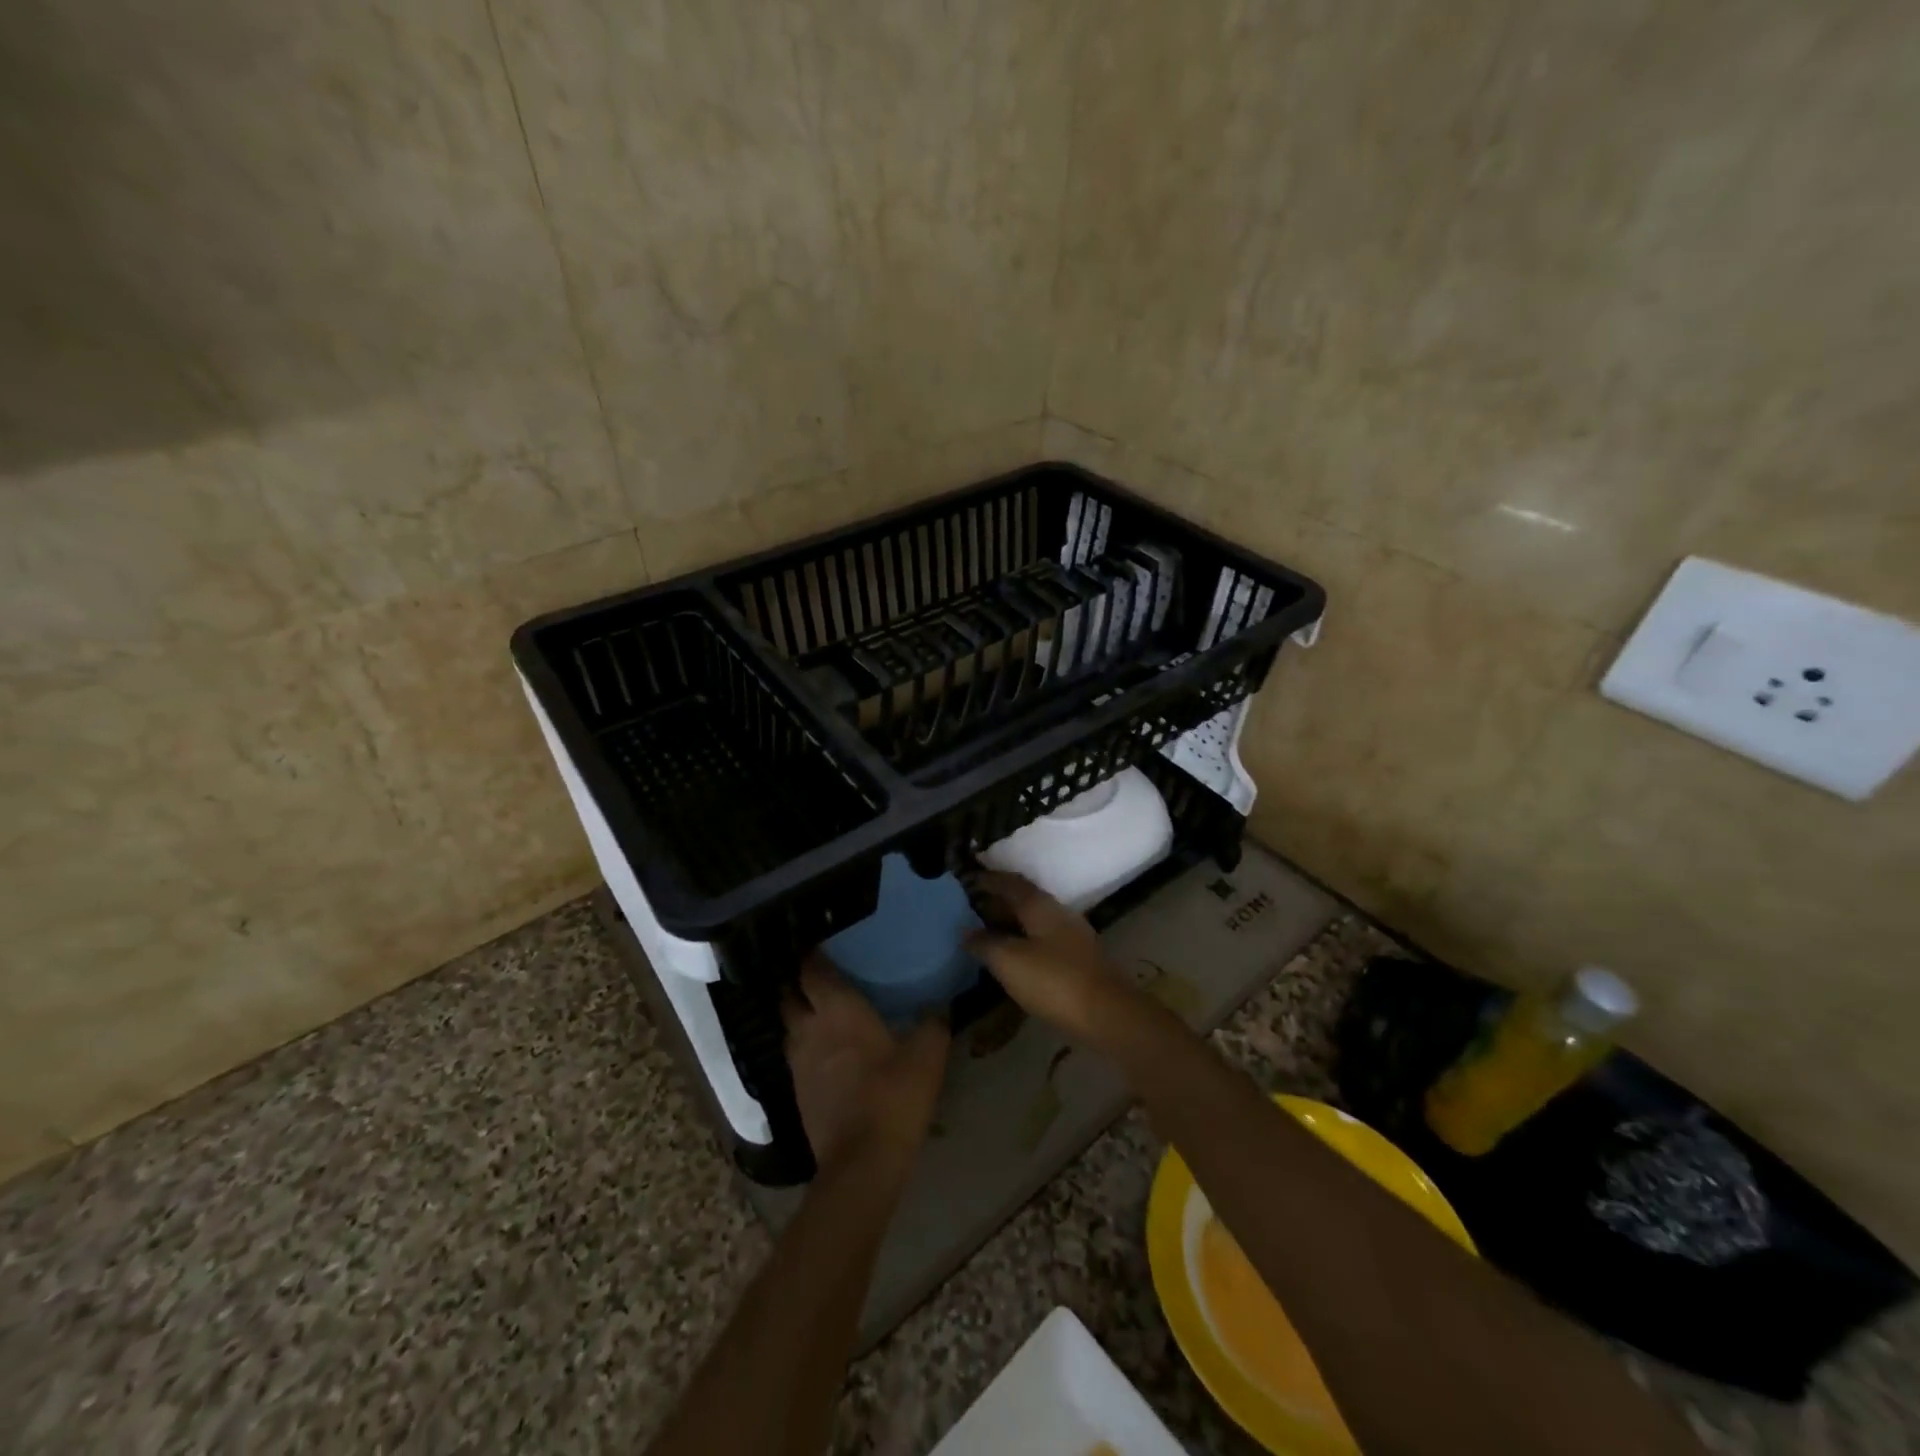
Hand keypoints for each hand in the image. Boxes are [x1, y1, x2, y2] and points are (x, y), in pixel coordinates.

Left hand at [783, 954, 949, 1175]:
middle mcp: (810, 1028)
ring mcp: (798, 1062)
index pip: (812, 970)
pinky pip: (795, 1056)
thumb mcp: (927, 1055)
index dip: (812, 955)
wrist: (862, 1162)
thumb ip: (933, 1023)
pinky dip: (805, 1046)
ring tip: (819, 1011)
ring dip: (799, 1015)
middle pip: (790, 995)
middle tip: (818, 976)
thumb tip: (939, 1006)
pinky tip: (824, 1052)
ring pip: (789, 1026)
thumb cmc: (894, 1095)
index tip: (821, 944)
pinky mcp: (797, 1092)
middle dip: (798, 983)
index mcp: (838, 1009)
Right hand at [963, 871, 1147, 1050]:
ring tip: (983, 933)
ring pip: (1032, 921)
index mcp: (1040, 905)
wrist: (1107, 1014)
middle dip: (996, 901)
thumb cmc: (1054, 981)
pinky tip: (1010, 957)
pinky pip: (1041, 940)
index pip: (1009, 882)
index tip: (965, 880)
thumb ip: (985, 943)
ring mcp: (1071, 936)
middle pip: (1023, 899)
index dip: (987, 879)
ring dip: (1009, 923)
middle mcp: (1057, 912)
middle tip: (968, 908)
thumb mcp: (1009, 961)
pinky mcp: (1077, 959)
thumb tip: (966, 930)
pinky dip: (1021, 941)